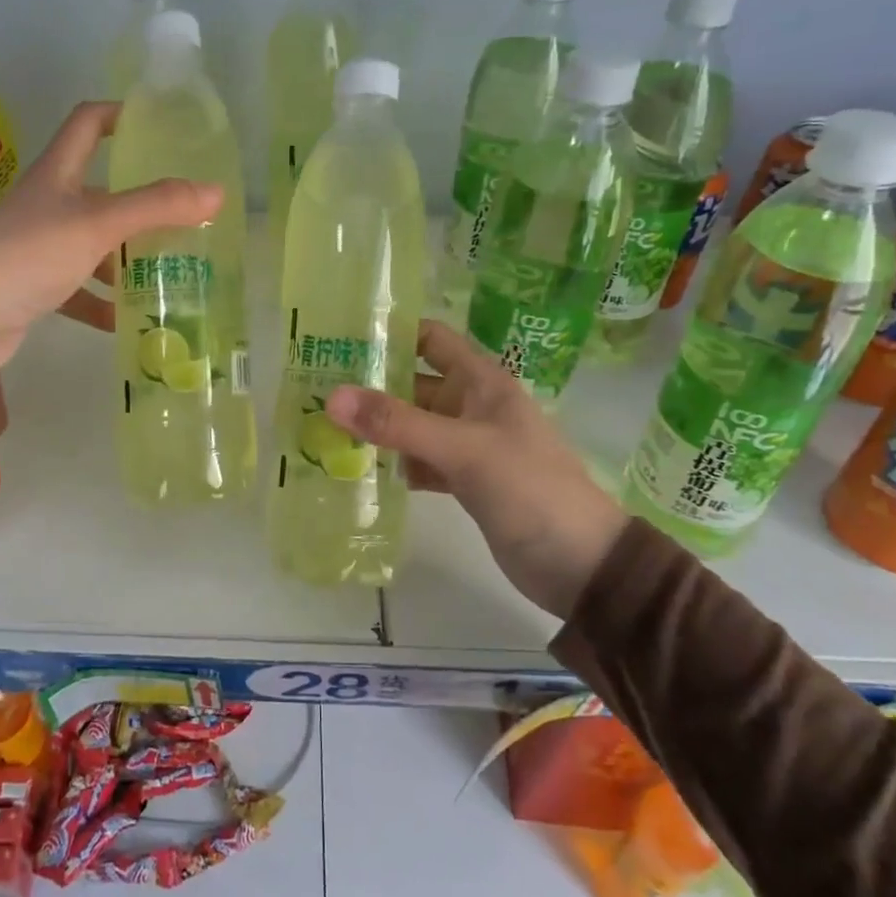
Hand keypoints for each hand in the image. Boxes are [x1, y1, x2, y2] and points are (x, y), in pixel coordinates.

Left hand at [0, 102, 221, 365]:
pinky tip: (127, 318)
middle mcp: (48, 203)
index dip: (120, 115)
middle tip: (181, 214)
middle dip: (140, 202)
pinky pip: (78, 288)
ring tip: (166, 269)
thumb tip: (217, 192)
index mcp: (58, 174)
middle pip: (99, 190)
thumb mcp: (99, 224)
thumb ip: (157, 207)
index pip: (88, 124)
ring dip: (124, 257)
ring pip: (93, 243)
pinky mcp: (36, 285)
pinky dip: (102, 301)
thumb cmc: (33, 253)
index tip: (156, 126)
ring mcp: (40, 245)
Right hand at [324, 321, 628, 618]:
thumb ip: (398, 423)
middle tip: (314, 388)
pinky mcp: (464, 481)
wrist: (581, 564)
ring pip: (413, 425)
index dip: (391, 333)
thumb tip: (332, 397)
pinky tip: (359, 469)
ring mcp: (468, 445)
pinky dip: (394, 463)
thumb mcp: (464, 450)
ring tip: (323, 426)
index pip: (431, 339)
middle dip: (370, 385)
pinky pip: (420, 461)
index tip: (340, 337)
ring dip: (377, 427)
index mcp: (482, 382)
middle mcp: (472, 406)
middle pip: (413, 383)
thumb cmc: (530, 489)